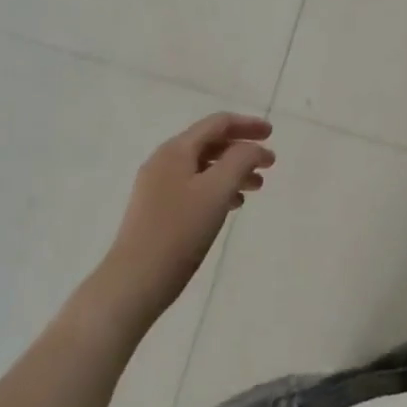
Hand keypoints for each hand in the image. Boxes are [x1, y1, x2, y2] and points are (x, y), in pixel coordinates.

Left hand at [97, 113, 274, 323]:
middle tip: (269, 164)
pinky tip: (232, 206)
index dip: (247, 125)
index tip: (272, 134)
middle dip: (242, 150)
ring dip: (232, 171)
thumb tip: (254, 149)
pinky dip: (217, 189)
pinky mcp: (157, 210)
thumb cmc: (179, 231)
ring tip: (256, 187)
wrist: (134, 282)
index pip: (217, 124)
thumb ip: (240, 160)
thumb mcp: (217, 190)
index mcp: (176, 150)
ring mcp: (158, 186)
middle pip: (210, 143)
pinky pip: (194, 187)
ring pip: (203, 168)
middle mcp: (164, 161)